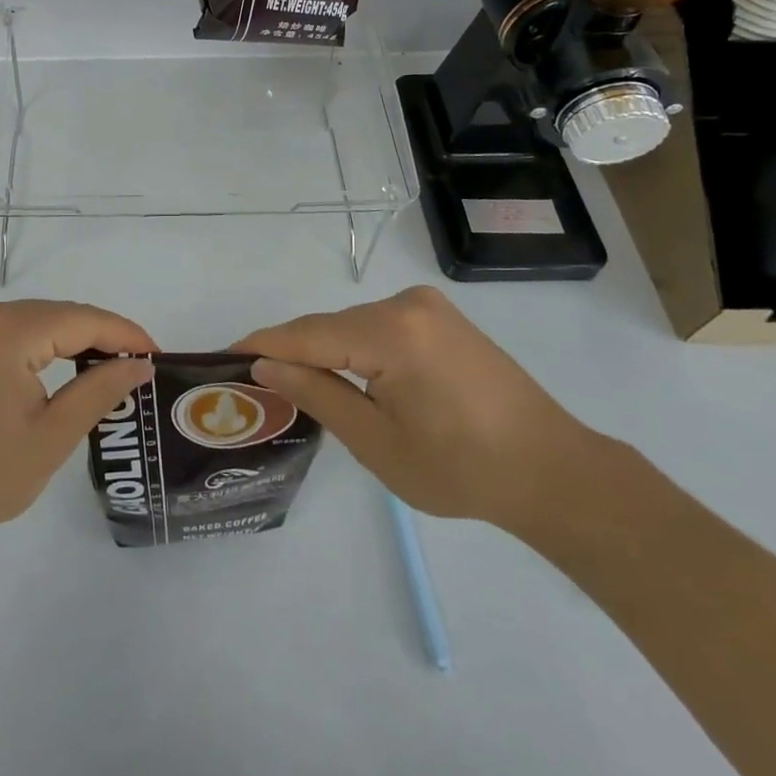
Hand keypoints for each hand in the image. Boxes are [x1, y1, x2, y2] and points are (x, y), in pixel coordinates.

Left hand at [0, 300, 156, 563]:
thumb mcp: (51, 437)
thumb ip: (100, 391)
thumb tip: (140, 364)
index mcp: (6, 330)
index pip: (81, 319)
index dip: (124, 334)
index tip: (158, 354)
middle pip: (58, 314)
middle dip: (101, 336)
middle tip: (139, 366)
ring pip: (37, 321)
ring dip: (73, 340)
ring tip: (111, 369)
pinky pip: (13, 331)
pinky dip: (44, 346)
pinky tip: (65, 368)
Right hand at [232, 286, 594, 533]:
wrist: (554, 472)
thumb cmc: (462, 469)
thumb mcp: (377, 443)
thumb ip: (316, 395)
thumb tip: (264, 367)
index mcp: (391, 332)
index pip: (307, 334)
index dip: (262, 345)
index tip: (222, 357)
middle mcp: (406, 303)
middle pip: (330, 326)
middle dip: (292, 352)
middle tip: (254, 383)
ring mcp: (428, 306)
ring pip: (352, 325)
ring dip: (324, 352)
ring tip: (292, 384)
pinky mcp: (441, 317)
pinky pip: (379, 327)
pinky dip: (354, 349)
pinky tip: (343, 375)